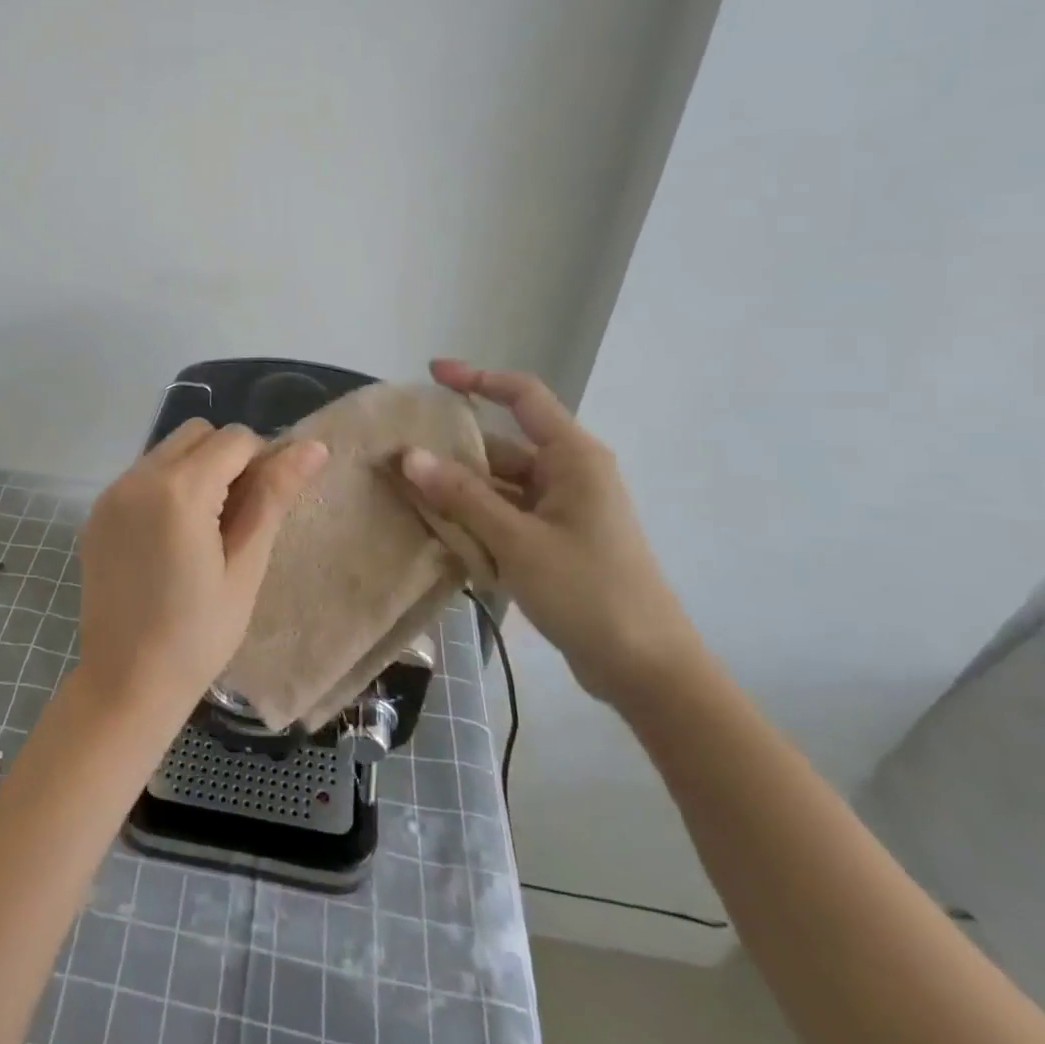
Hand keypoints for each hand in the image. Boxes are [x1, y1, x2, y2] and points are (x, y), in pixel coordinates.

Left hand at [76, 420, 327, 720]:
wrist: (125, 682)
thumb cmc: (199, 634)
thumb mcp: (246, 566)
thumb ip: (273, 497)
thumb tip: (313, 446)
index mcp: (180, 489)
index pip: (235, 439)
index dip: (261, 463)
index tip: (261, 509)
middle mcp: (139, 477)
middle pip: (198, 433)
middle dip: (226, 458)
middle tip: (236, 517)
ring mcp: (112, 493)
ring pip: (168, 449)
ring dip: (195, 469)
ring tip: (204, 528)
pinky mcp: (98, 512)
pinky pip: (142, 475)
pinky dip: (165, 487)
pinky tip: (170, 538)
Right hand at [399, 359, 700, 705]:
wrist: (646, 670)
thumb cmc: (588, 592)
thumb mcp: (518, 541)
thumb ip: (461, 496)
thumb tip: (407, 455)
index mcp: (573, 458)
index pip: (523, 396)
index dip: (478, 378)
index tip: (432, 373)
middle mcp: (568, 475)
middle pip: (501, 447)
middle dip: (451, 453)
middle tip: (398, 458)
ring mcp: (562, 510)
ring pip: (498, 486)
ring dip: (458, 493)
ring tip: (405, 496)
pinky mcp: (554, 542)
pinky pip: (504, 516)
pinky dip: (474, 520)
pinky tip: (438, 532)